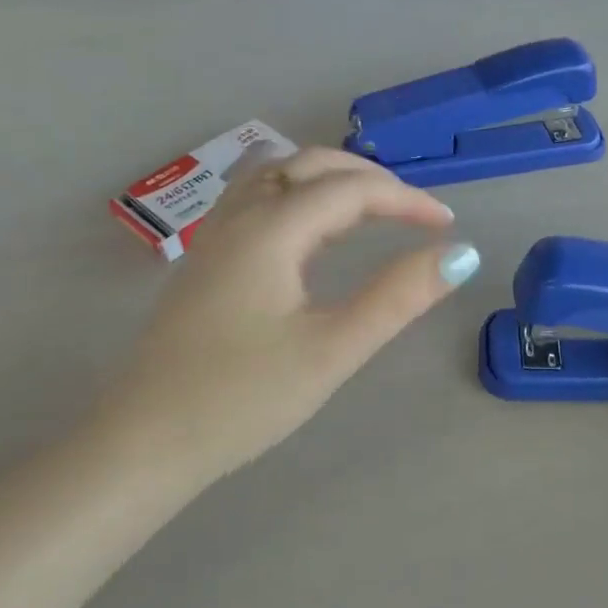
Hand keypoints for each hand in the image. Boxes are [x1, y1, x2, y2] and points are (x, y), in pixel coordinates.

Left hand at [96, 147, 479, 491]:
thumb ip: (397, 297)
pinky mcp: (205, 261)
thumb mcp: (333, 349)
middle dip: (370, 180)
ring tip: (370, 212)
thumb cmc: (243, 398)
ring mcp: (214, 237)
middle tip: (414, 215)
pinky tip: (312, 233)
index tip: (448, 225)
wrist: (145, 442)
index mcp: (270, 230)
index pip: (351, 190)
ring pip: (276, 175)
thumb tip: (461, 255)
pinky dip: (298, 196)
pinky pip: (256, 200)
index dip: (406, 200)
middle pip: (310, 165)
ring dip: (329, 180)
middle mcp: (238, 218)